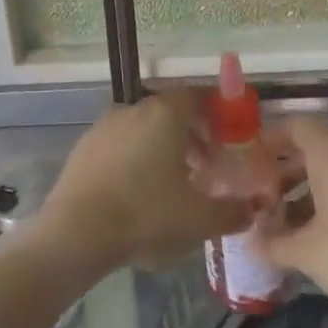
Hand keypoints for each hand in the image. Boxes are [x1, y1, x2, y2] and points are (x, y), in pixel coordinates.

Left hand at [38, 90, 249, 274]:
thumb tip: (251, 210)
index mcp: (165, 113)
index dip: (216, 113)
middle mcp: (134, 109)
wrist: (76, 231)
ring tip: (174, 184)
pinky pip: (119, 144)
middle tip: (206, 167)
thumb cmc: (146, 214)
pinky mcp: (83, 147)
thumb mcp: (200, 219)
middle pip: (170, 112)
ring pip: (143, 128)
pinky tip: (138, 192)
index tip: (228, 139)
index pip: (197, 95)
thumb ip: (232, 212)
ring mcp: (104, 126)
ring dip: (163, 149)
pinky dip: (135, 159)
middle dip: (192, 135)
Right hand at [255, 115, 327, 311]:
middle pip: (314, 147)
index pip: (295, 125)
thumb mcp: (306, 253)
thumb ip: (274, 245)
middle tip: (265, 198)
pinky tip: (323, 235)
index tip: (251, 163)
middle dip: (286, 171)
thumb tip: (251, 245)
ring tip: (289, 223)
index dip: (270, 139)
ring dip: (309, 189)